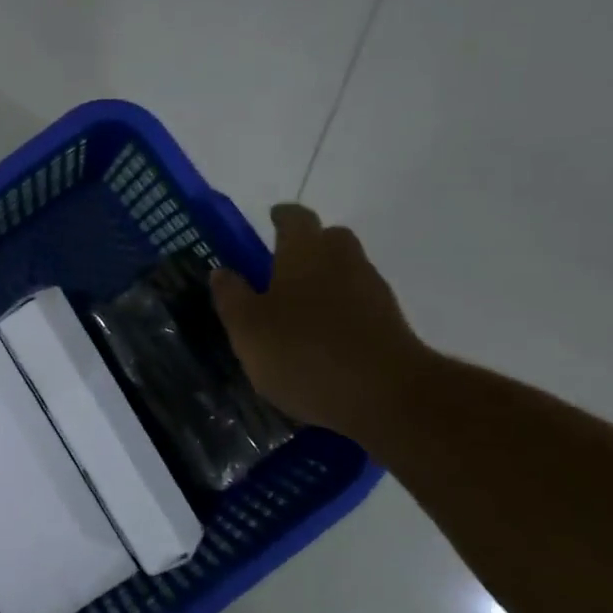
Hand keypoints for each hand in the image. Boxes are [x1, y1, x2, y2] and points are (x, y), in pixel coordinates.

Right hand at [210, 203, 432, 439]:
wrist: (385, 395)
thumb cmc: (302, 352)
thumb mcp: (247, 329)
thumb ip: (232, 297)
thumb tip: (221, 271)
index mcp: (304, 252)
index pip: (295, 218)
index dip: (281, 217)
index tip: (271, 219)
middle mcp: (343, 260)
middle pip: (329, 239)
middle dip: (308, 247)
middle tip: (282, 269)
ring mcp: (373, 290)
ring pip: (346, 272)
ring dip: (326, 282)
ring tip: (300, 313)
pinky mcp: (391, 322)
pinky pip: (360, 304)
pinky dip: (342, 312)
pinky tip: (325, 340)